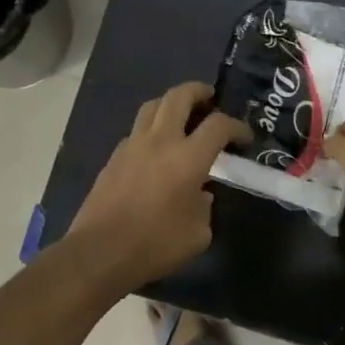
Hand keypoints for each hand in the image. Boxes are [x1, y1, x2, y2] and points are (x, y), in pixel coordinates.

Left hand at [67, 82, 247, 291]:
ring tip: (182, 116)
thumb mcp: (198, 234)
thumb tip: (199, 195)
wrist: (100, 253)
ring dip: (171, 104)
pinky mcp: (113, 159)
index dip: (237, 126)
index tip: (244, 138)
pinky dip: (151, 130)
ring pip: (152, 106)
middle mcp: (160, 142)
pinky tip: (157, 149)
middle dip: (198, 91)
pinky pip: (136, 131)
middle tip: (210, 99)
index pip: (218, 125)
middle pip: (179, 97)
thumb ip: (205, 207)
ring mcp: (132, 146)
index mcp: (188, 158)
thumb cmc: (156, 245)